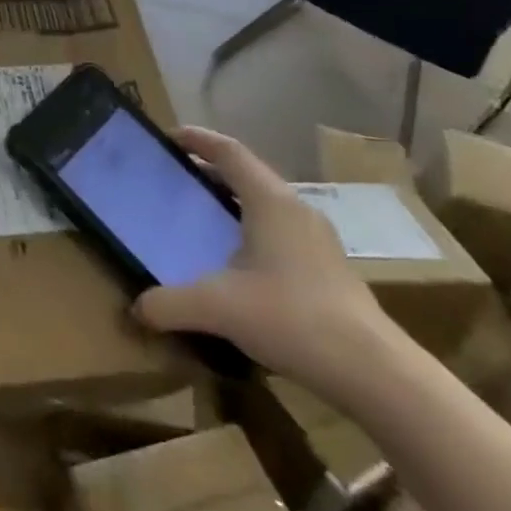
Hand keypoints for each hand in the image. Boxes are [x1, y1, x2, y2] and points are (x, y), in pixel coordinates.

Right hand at [133, 128, 404, 401]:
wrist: (373, 372)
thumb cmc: (292, 318)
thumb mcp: (217, 308)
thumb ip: (169, 304)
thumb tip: (137, 309)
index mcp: (271, 202)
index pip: (230, 152)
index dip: (198, 139)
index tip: (169, 138)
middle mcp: (297, 210)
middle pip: (248, 175)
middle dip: (211, 172)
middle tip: (177, 180)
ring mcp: (319, 240)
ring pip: (267, 205)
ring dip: (233, 204)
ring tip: (203, 220)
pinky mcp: (329, 269)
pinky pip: (281, 232)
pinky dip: (252, 231)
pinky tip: (238, 265)